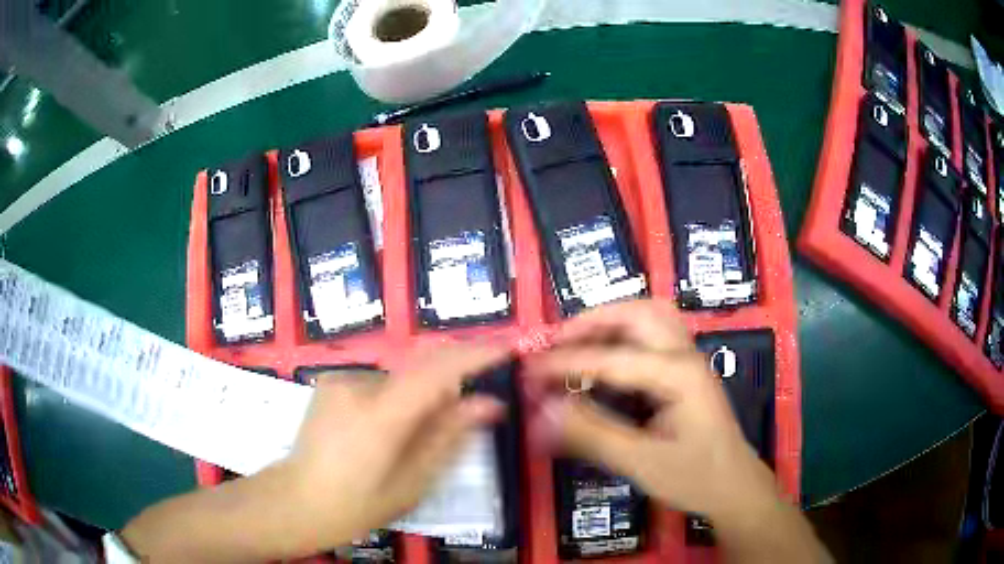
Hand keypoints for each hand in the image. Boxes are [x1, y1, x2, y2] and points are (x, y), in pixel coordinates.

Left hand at [281, 344, 507, 551]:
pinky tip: (379, 432)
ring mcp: (340, 379)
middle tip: (463, 416)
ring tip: (409, 438)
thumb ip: (449, 436)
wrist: (298, 501)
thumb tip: (489, 403)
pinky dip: (393, 399)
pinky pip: (377, 383)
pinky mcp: (329, 381)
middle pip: (419, 370)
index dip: (474, 355)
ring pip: (399, 379)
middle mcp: (358, 385)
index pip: (436, 371)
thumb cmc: (359, 503)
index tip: (506, 349)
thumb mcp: (413, 481)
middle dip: (449, 384)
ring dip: (417, 398)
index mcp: (380, 416)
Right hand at [524, 299, 827, 561]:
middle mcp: (684, 355)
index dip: (564, 363)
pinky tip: (603, 363)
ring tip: (574, 345)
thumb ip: (592, 433)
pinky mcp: (685, 373)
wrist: (735, 487)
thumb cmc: (696, 477)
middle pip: (638, 312)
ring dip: (609, 323)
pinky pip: (651, 338)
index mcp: (678, 373)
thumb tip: (542, 410)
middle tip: (556, 343)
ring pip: (648, 318)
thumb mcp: (641, 462)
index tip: (528, 371)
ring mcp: (688, 361)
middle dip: (592, 322)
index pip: (610, 358)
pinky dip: (621, 339)